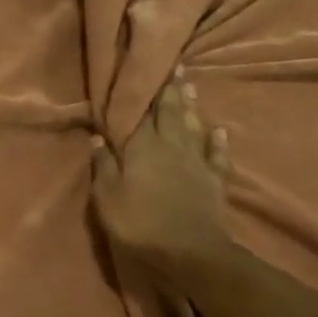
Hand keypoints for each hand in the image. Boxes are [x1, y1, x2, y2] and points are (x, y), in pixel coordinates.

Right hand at [91, 66, 239, 283]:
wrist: (190, 251)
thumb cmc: (140, 223)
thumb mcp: (107, 197)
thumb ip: (103, 166)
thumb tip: (97, 137)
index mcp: (142, 148)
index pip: (141, 113)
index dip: (143, 92)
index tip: (146, 68)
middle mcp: (171, 146)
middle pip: (170, 112)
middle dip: (170, 89)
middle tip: (175, 65)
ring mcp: (195, 162)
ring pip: (193, 126)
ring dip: (191, 106)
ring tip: (191, 85)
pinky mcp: (214, 180)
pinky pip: (217, 155)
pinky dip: (218, 141)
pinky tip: (220, 129)